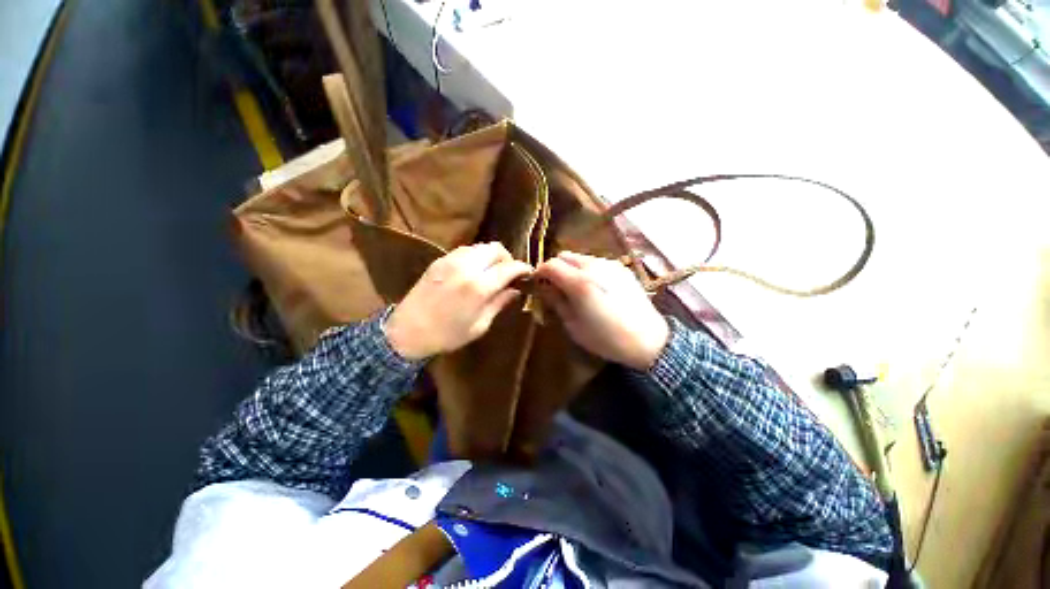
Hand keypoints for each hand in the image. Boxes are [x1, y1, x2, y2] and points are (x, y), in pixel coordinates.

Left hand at [384, 243, 532, 359]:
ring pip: (481, 246)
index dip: (522, 268)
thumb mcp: (479, 325)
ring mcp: (451, 260)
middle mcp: (466, 267)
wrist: (406, 331)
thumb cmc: (446, 335)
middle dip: (507, 258)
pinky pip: (465, 250)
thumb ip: (499, 303)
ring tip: (492, 272)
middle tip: (509, 274)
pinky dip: (476, 256)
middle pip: (496, 249)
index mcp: (478, 287)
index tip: (528, 274)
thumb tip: (515, 290)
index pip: (509, 267)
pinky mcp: (440, 260)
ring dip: (491, 256)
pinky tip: (474, 270)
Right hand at [535, 251, 668, 370]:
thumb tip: (545, 288)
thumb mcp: (573, 325)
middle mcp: (594, 267)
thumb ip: (556, 302)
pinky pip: (596, 262)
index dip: (539, 272)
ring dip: (571, 267)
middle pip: (564, 255)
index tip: (537, 283)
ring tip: (574, 287)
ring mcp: (610, 265)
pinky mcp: (622, 268)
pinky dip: (587, 269)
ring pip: (580, 257)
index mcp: (579, 283)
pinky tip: (594, 287)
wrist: (648, 340)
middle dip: (555, 267)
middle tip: (554, 285)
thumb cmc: (606, 338)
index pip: (550, 265)